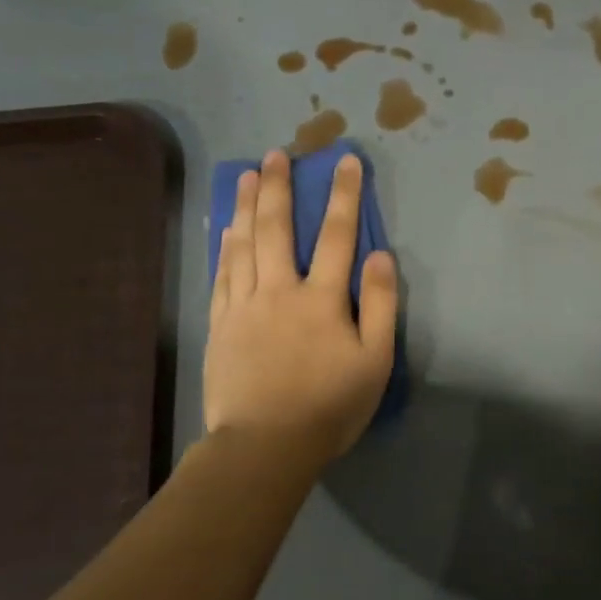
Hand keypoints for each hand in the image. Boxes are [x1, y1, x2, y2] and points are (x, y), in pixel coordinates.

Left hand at [205, 150, 397, 465]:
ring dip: (245, 206)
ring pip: (243, 244)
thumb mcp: (374, 361)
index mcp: (321, 298)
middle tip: (277, 154)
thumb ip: (379, 305)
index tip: (345, 160)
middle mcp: (279, 290)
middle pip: (277, 228)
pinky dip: (225, 246)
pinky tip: (226, 229)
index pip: (337, 235)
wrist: (265, 445)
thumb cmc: (329, 406)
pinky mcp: (220, 325)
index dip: (343, 195)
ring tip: (245, 175)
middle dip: (279, 187)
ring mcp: (244, 306)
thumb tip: (380, 255)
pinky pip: (222, 274)